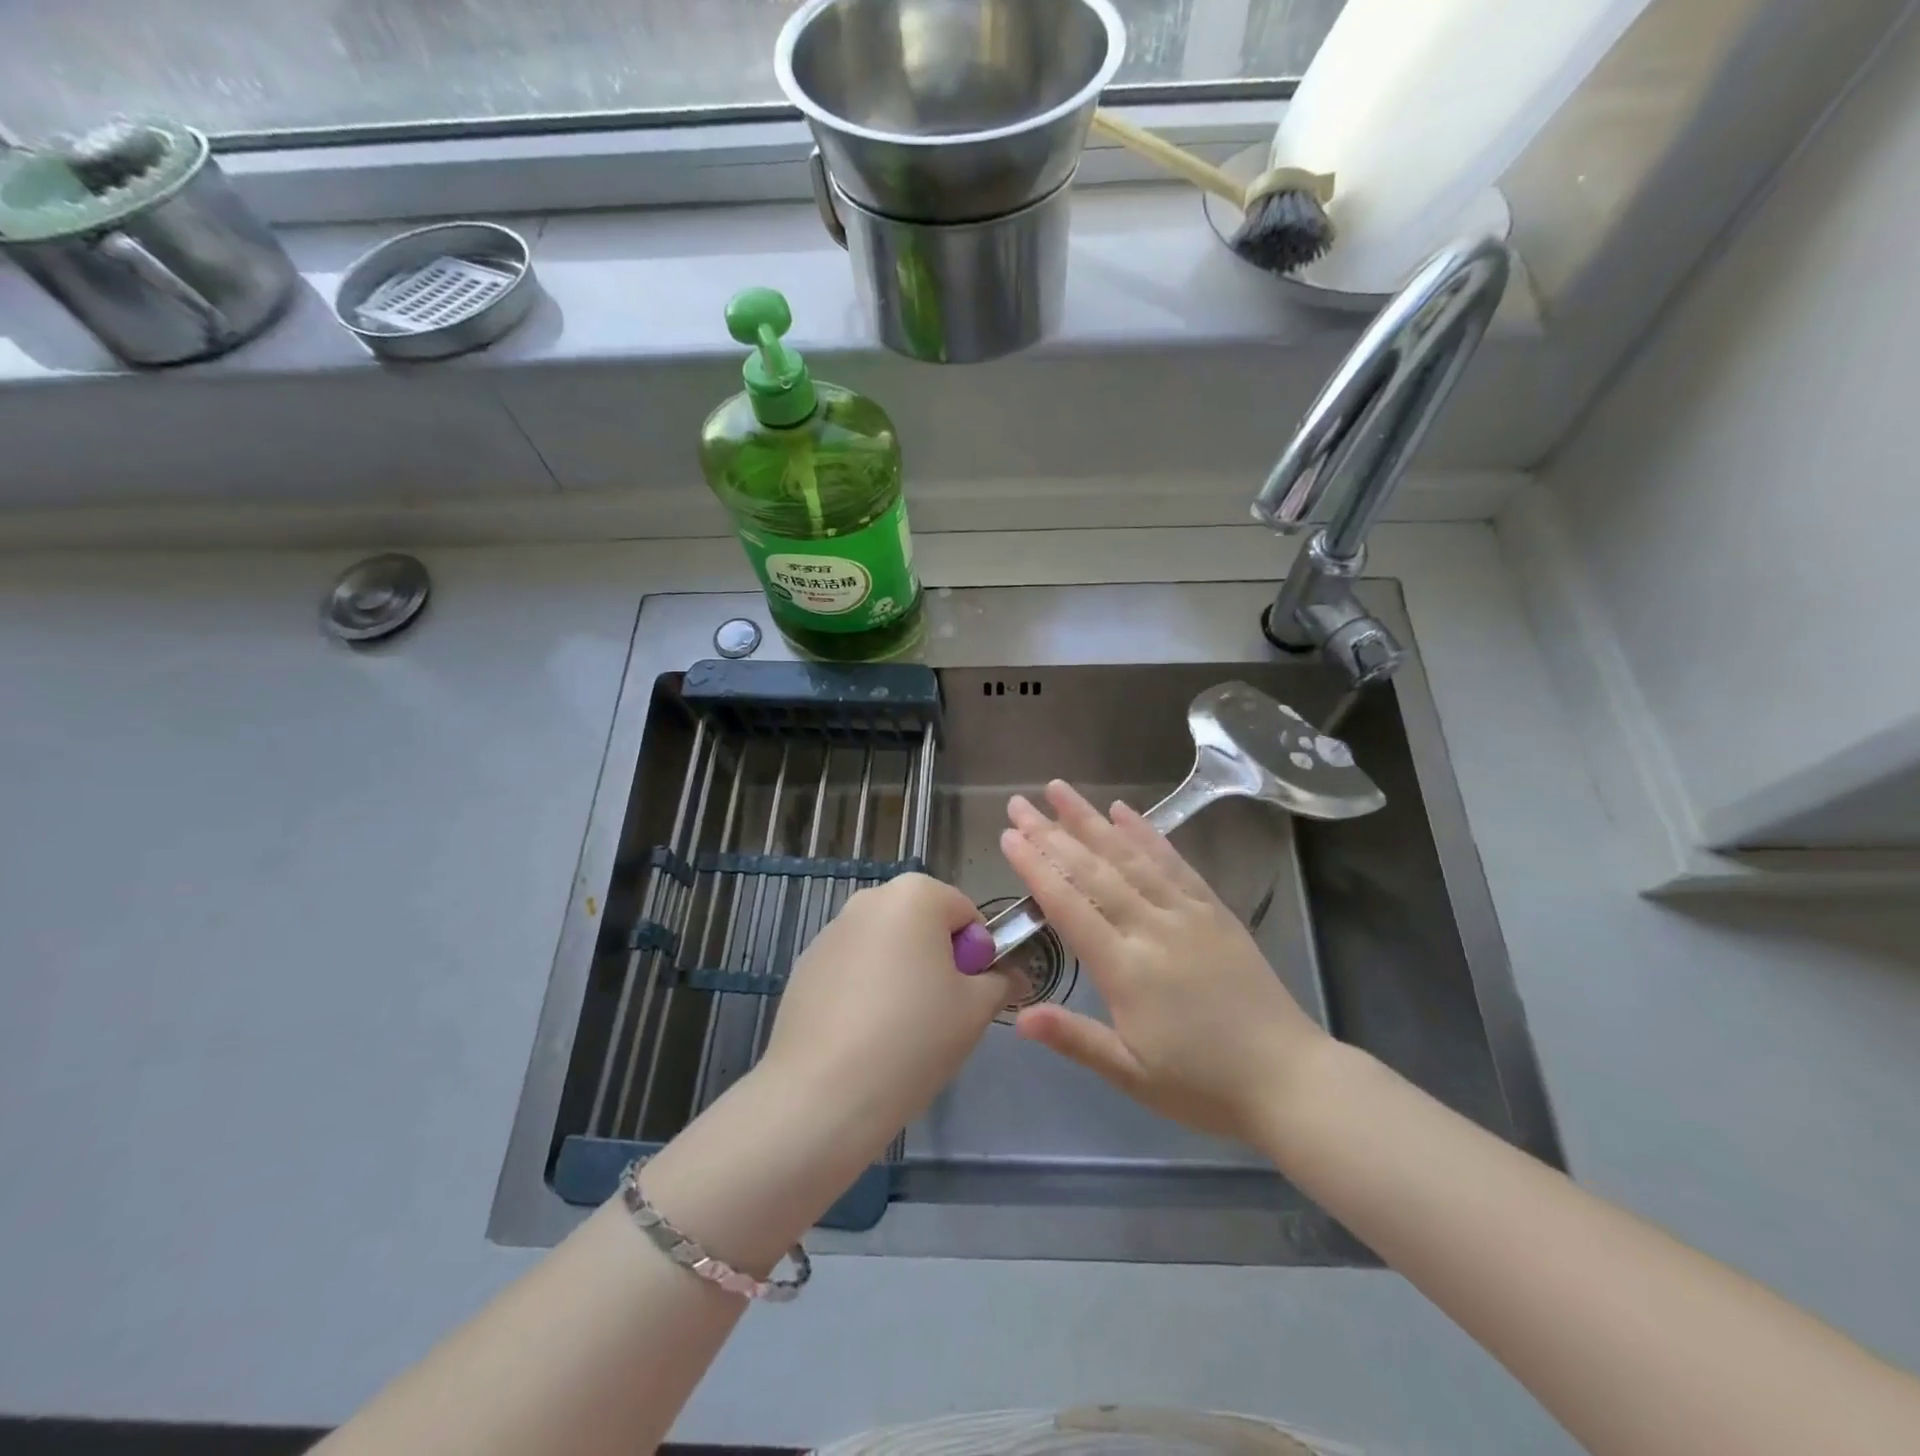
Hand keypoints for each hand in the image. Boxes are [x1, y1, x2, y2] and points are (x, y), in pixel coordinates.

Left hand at [757, 873, 1007, 1155]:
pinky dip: (865, 992)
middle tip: (940, 1016)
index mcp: (915, 894)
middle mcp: (869, 899)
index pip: (966, 914)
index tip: (968, 997)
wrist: (822, 1094)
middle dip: (937, 962)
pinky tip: (862, 1038)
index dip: (977, 956)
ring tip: (898, 1032)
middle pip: (923, 925)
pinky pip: (852, 970)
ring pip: (887, 948)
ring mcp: (831, 931)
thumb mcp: (976, 1010)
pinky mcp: (805, 966)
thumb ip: (1001, 982)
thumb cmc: (913, 1038)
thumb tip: (1012, 976)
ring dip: (901, 975)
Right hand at [1000, 781, 1330, 1143]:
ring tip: (1060, 790)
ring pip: (1130, 855)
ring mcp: (1187, 913)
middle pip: (1093, 870)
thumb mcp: (1131, 1074)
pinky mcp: (1214, 909)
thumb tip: (1016, 1017)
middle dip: (1051, 833)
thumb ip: (1075, 1038)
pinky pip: (1174, 861)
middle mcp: (1153, 928)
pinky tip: (1124, 811)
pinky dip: (1147, 833)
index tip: (1009, 837)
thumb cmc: (1202, 1085)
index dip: (1036, 868)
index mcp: (1126, 969)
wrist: (1289, 1079)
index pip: (1069, 906)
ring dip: (1092, 819)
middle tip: (1018, 803)